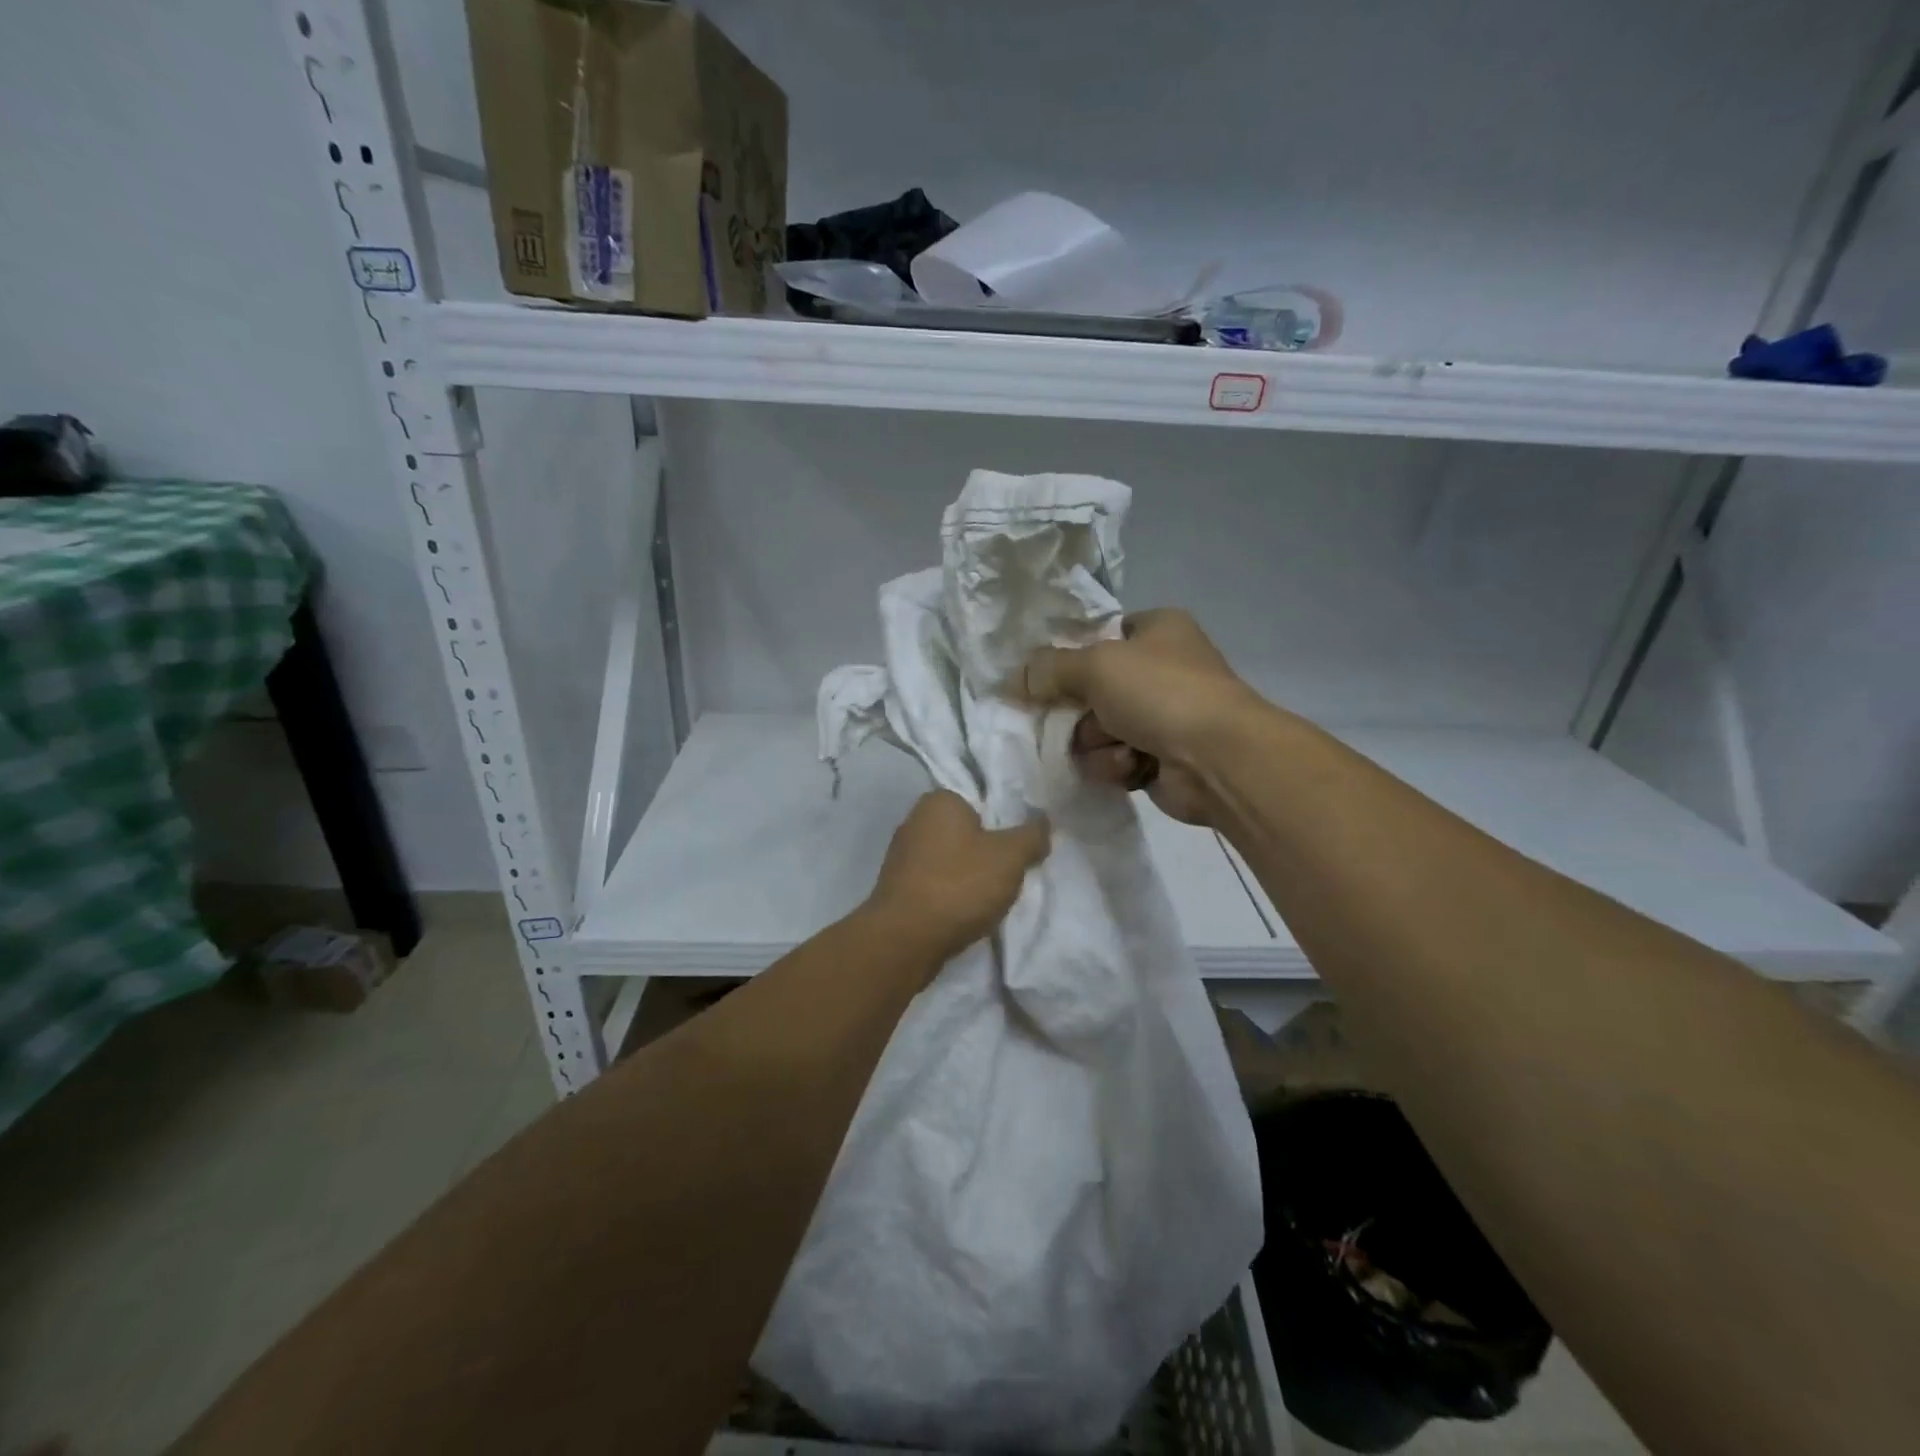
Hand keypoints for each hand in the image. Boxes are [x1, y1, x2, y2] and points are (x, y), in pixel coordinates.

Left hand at [865, 791, 1050, 966]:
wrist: (906, 939)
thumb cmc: (959, 885)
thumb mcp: (1010, 857)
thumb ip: (1031, 835)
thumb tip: (1043, 822)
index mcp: (939, 800)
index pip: (981, 801)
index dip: (1004, 824)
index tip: (1017, 850)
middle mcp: (914, 819)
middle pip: (966, 831)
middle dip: (986, 851)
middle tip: (1008, 875)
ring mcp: (901, 854)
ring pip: (950, 858)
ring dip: (968, 875)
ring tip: (988, 899)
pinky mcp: (896, 886)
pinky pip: (935, 882)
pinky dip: (950, 893)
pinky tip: (963, 912)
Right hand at [1022, 608, 1263, 825]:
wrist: (1216, 759)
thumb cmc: (1160, 693)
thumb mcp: (1095, 665)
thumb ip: (1049, 668)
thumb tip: (1015, 678)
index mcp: (1157, 629)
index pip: (1102, 635)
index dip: (1073, 656)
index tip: (1048, 677)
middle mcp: (1162, 668)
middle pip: (1091, 689)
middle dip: (1082, 712)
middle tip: (1079, 718)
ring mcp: (1162, 715)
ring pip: (1097, 730)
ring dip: (1099, 743)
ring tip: (1121, 747)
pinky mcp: (1160, 758)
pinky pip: (1114, 760)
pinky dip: (1118, 765)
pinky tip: (1134, 767)